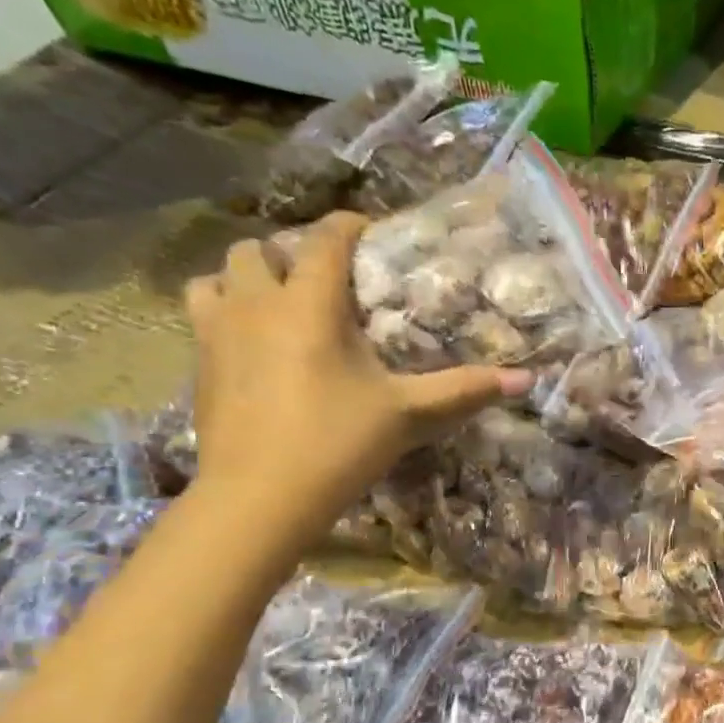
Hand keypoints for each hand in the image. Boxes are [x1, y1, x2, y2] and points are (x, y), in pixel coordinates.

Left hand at [185, 212, 530, 545]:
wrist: (260, 496)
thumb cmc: (339, 444)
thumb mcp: (408, 415)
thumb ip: (464, 391)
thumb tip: (525, 380)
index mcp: (310, 304)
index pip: (326, 239)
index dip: (350, 226)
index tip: (371, 233)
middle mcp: (256, 303)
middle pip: (258, 248)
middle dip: (289, 254)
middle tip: (322, 283)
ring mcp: (216, 332)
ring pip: (217, 276)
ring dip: (245, 280)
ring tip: (275, 306)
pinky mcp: (198, 365)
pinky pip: (203, 317)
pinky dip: (225, 316)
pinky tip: (252, 349)